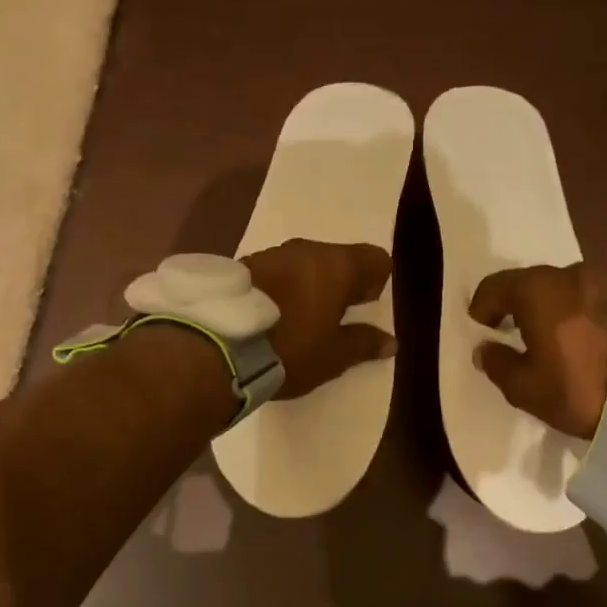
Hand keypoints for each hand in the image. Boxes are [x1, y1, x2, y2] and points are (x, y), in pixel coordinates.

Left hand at [243, 239, 395, 398]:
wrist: (217, 347)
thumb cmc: (290, 350)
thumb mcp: (333, 356)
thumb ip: (364, 344)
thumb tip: (390, 341)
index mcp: (337, 265)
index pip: (374, 258)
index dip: (375, 282)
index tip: (364, 308)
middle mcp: (306, 250)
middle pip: (336, 259)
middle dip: (339, 284)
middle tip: (333, 318)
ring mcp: (271, 254)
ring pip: (303, 264)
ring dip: (307, 285)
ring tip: (298, 318)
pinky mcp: (241, 265)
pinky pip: (275, 272)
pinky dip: (280, 288)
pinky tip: (270, 315)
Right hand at [468, 262, 606, 438]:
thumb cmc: (580, 390)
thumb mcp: (525, 388)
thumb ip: (498, 363)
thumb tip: (486, 349)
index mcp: (538, 289)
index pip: (496, 286)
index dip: (483, 305)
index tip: (481, 325)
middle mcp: (572, 272)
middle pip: (532, 282)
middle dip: (518, 303)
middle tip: (512, 329)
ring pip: (566, 287)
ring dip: (552, 305)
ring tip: (551, 333)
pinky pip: (593, 297)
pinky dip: (580, 310)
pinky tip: (581, 334)